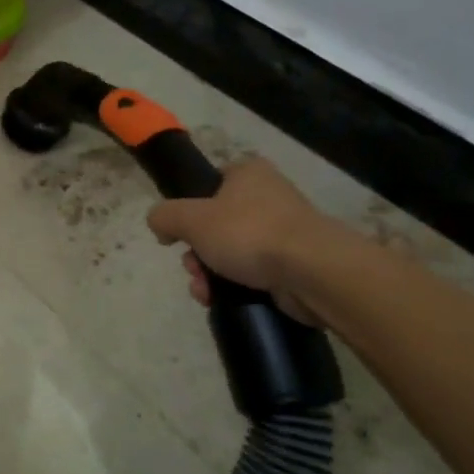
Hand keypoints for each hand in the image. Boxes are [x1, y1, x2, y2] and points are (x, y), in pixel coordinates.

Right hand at [145, 157, 334, 324]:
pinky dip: (234, 287)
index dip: (187, 209)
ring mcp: (284, 232)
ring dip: (209, 272)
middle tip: (192, 267)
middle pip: (215, 224)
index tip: (178, 234)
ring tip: (204, 290)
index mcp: (247, 173)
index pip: (208, 184)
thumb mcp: (190, 218)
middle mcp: (268, 196)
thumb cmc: (249, 232)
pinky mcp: (295, 264)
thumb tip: (160, 225)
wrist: (313, 272)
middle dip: (196, 251)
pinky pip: (253, 273)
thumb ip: (164, 216)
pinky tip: (221, 300)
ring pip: (231, 252)